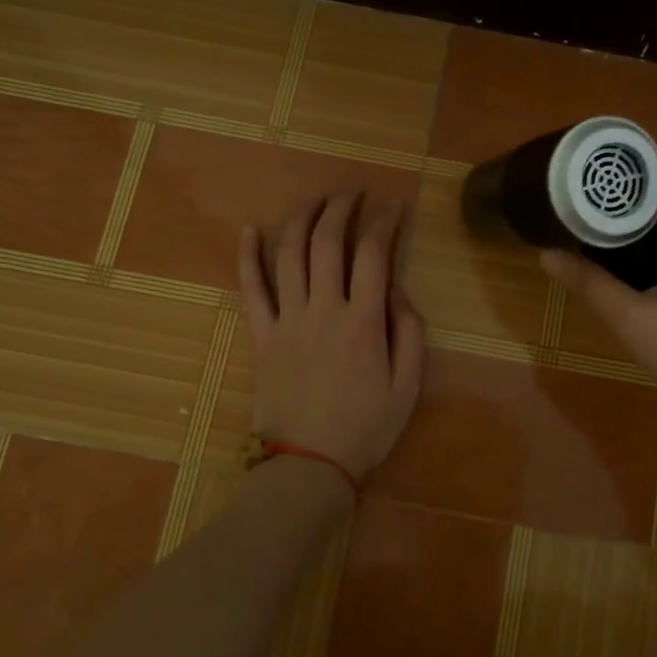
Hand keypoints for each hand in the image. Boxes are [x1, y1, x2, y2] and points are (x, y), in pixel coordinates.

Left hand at [239, 192, 424, 481]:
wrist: (310, 465)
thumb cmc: (366, 428)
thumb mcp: (409, 386)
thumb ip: (409, 332)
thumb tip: (396, 288)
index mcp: (363, 321)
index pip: (374, 253)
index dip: (385, 221)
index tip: (394, 205)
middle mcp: (323, 309)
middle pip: (328, 242)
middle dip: (341, 207)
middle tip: (352, 191)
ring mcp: (287, 320)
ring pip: (289, 254)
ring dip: (301, 218)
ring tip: (314, 198)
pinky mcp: (262, 336)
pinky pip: (250, 290)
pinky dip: (246, 257)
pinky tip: (248, 230)